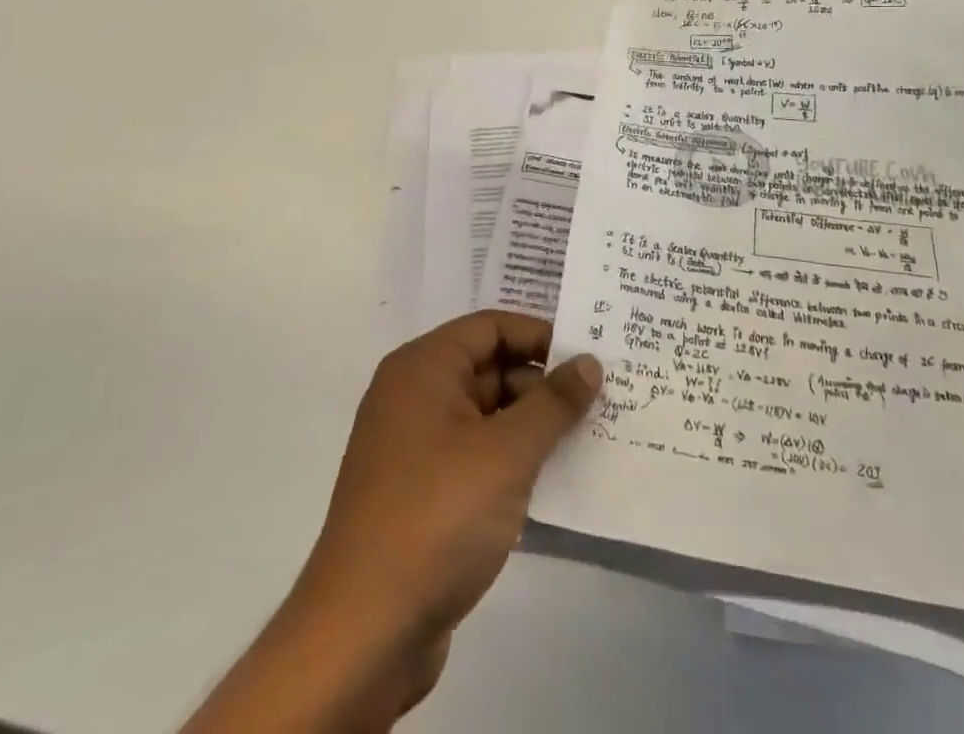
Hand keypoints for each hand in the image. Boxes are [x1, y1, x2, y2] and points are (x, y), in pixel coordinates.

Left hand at [185, 312, 601, 733]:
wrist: (363, 635)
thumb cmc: (437, 516)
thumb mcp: (507, 452)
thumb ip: (553, 403)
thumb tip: (589, 363)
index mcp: (424, 368)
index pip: (492, 327)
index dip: (541, 336)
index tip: (589, 358)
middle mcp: (414, 397)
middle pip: (490, 369)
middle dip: (543, 385)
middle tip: (600, 402)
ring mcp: (415, 448)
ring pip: (487, 417)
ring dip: (533, 427)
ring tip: (589, 438)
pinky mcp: (421, 495)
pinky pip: (477, 458)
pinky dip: (513, 462)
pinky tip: (554, 481)